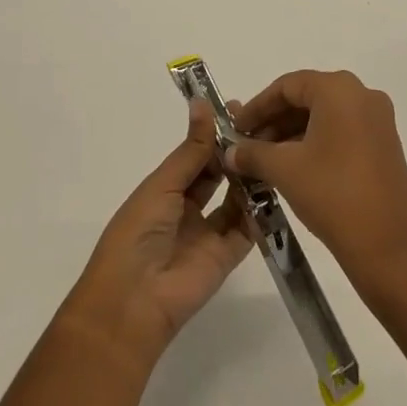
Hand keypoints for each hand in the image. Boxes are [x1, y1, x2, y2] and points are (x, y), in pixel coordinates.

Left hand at [60, 100, 252, 369]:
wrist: (132, 302)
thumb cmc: (137, 234)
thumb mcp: (162, 185)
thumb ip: (191, 150)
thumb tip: (202, 103)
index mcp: (165, 190)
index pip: (195, 156)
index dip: (214, 133)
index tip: (238, 108)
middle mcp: (187, 209)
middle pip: (217, 175)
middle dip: (235, 152)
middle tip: (262, 126)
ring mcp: (208, 233)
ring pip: (235, 198)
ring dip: (249, 176)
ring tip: (271, 149)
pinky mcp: (226, 257)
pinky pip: (248, 229)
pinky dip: (260, 210)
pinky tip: (274, 184)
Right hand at [228, 70, 406, 287]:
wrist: (390, 249)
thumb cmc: (333, 195)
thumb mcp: (285, 170)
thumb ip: (254, 154)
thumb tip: (231, 152)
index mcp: (339, 89)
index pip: (288, 85)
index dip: (257, 106)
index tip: (235, 129)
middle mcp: (362, 95)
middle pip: (307, 97)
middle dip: (274, 121)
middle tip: (248, 147)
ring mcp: (378, 120)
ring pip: (325, 116)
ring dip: (293, 134)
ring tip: (266, 161)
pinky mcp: (385, 145)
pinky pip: (342, 131)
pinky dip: (316, 143)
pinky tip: (294, 168)